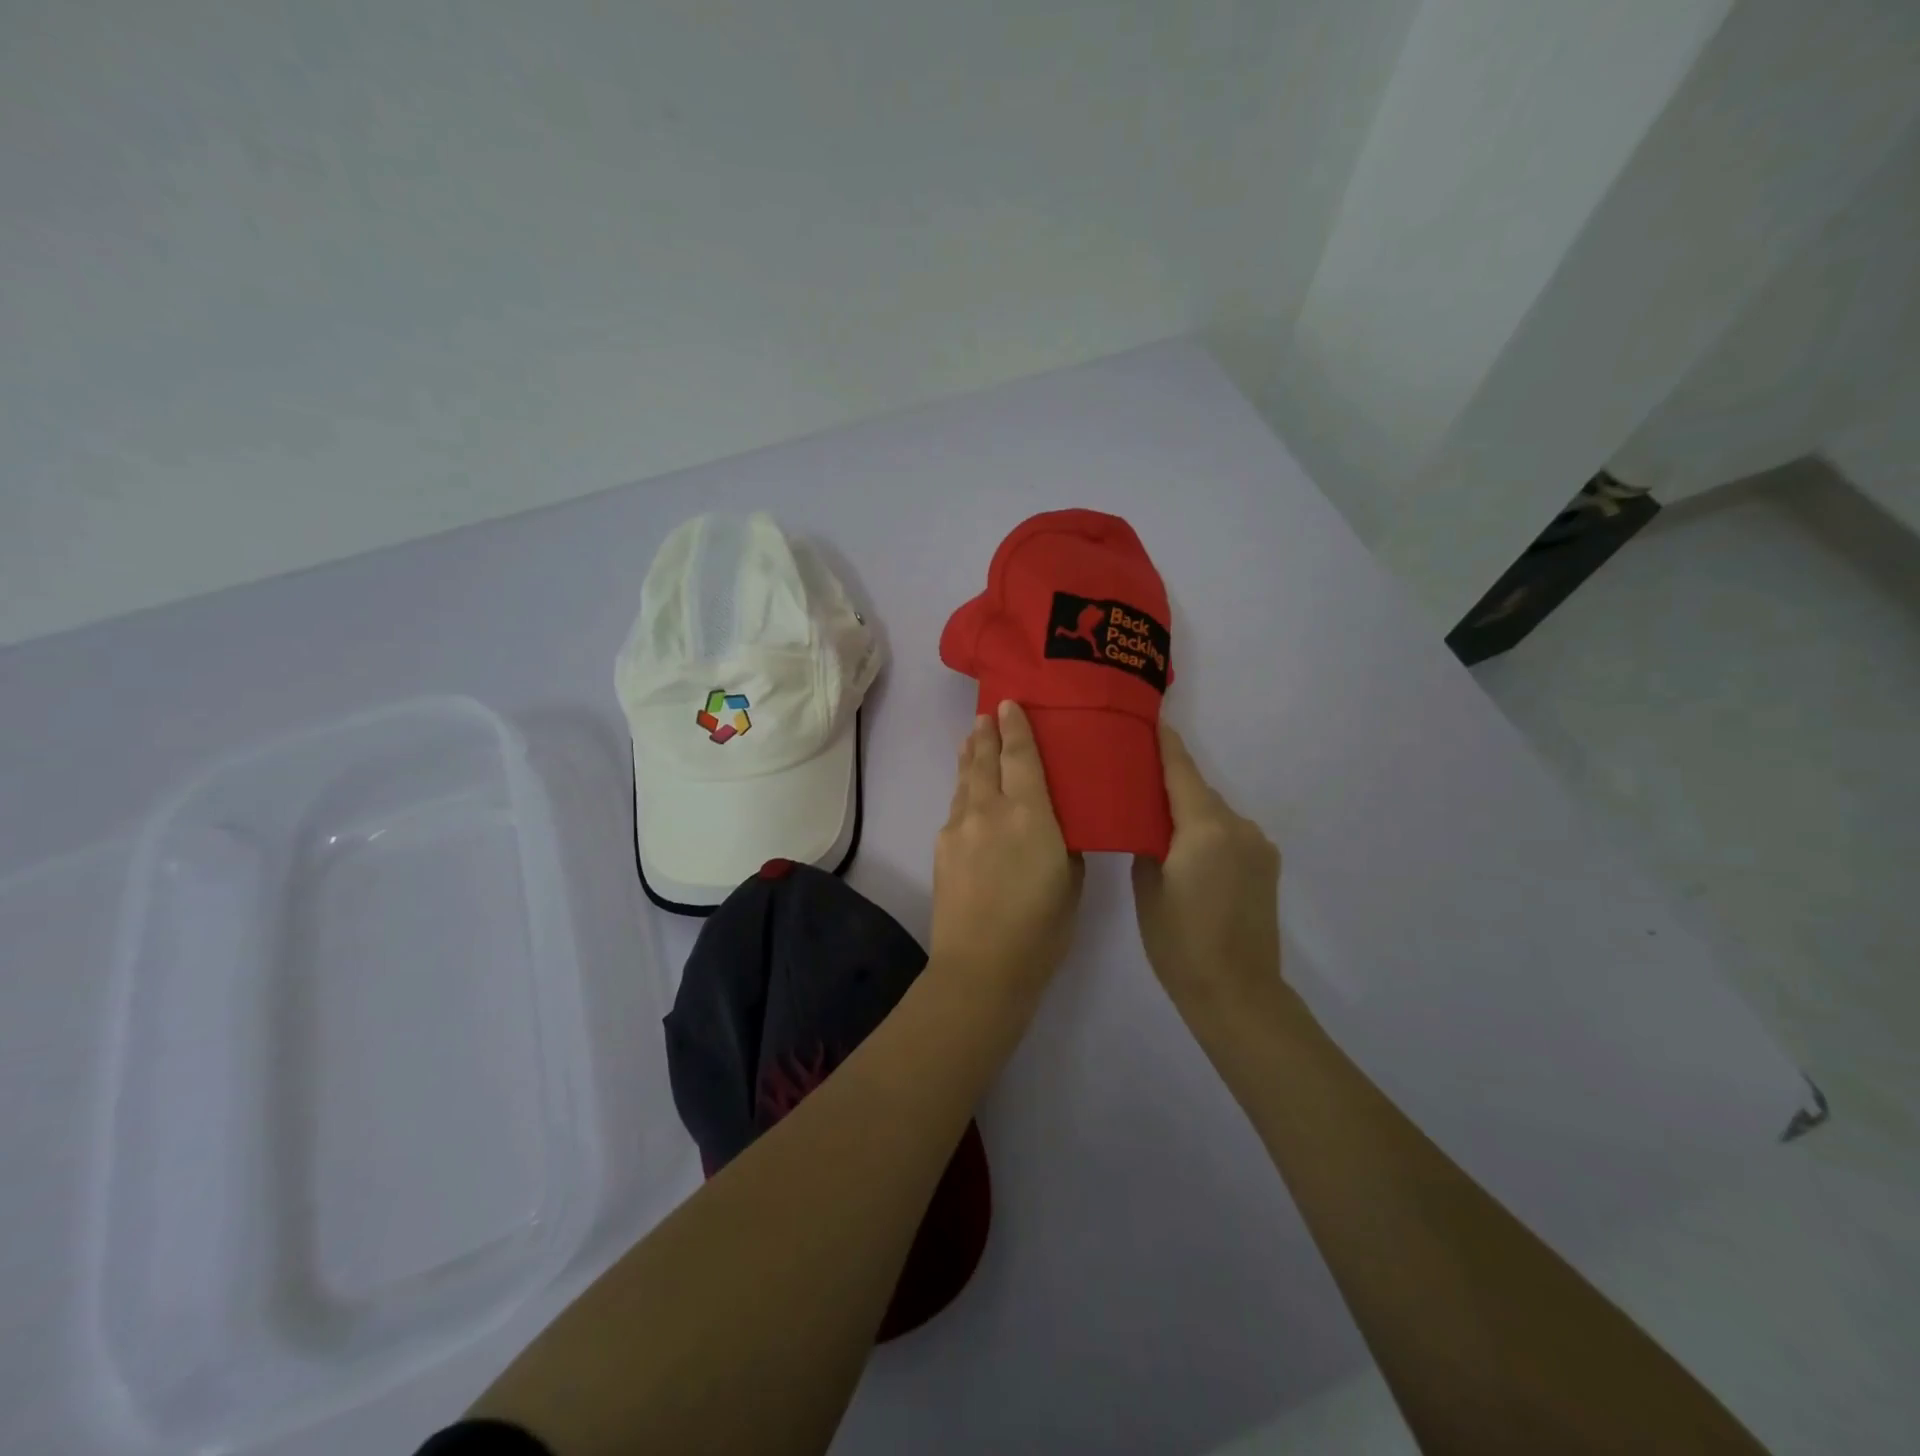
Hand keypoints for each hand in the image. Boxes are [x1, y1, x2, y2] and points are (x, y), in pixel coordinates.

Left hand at [929, 701, 1083, 998]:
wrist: (981, 966)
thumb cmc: (1041, 929)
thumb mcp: (1070, 881)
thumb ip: (1064, 843)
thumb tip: (1055, 825)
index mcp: (1030, 814)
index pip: (1020, 756)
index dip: (1015, 727)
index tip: (1008, 703)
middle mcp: (990, 809)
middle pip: (985, 759)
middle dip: (987, 733)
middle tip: (987, 714)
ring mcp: (960, 827)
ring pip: (965, 780)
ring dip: (971, 756)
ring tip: (973, 739)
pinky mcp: (942, 846)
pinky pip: (956, 806)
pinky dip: (964, 790)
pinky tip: (967, 792)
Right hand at [1132, 724, 1282, 1017]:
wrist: (1237, 992)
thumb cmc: (1179, 942)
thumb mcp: (1147, 887)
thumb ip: (1149, 842)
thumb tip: (1151, 824)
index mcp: (1204, 827)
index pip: (1180, 770)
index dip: (1163, 744)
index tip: (1147, 720)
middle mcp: (1238, 826)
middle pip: (1197, 790)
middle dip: (1169, 782)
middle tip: (1134, 778)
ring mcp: (1258, 845)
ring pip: (1213, 813)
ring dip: (1188, 811)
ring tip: (1157, 822)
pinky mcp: (1267, 864)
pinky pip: (1228, 833)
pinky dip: (1207, 832)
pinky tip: (1188, 852)